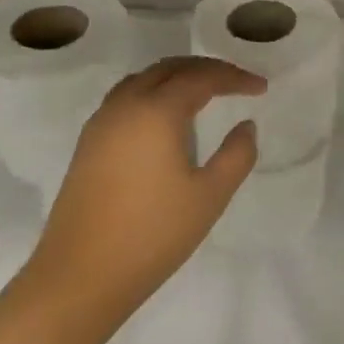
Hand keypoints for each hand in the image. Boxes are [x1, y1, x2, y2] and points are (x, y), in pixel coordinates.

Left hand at [29, 56, 263, 316]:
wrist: (81, 274)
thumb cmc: (153, 234)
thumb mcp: (210, 196)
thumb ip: (236, 155)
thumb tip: (245, 126)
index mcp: (156, 111)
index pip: (201, 77)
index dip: (234, 77)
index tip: (261, 88)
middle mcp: (125, 105)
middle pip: (168, 69)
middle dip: (205, 69)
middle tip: (236, 83)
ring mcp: (101, 123)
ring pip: (142, 80)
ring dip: (176, 77)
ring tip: (203, 93)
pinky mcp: (88, 143)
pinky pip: (125, 98)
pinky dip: (152, 93)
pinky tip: (165, 119)